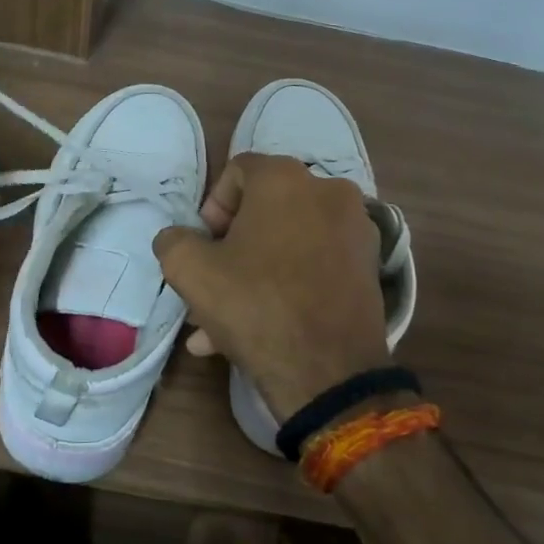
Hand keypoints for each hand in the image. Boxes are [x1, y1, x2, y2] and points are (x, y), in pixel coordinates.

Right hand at [153, 153, 391, 418]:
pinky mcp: (369, 266)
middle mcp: (329, 191)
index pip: (237, 172)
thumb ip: (173, 241)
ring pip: (289, 243)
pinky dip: (288, 285)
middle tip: (213, 284)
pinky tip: (259, 328)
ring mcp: (355, 230)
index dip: (212, 208)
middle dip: (232, 247)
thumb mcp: (190, 271)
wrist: (329, 371)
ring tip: (223, 322)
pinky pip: (315, 265)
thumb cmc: (255, 305)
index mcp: (286, 178)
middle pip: (266, 210)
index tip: (205, 247)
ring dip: (254, 273)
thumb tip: (178, 238)